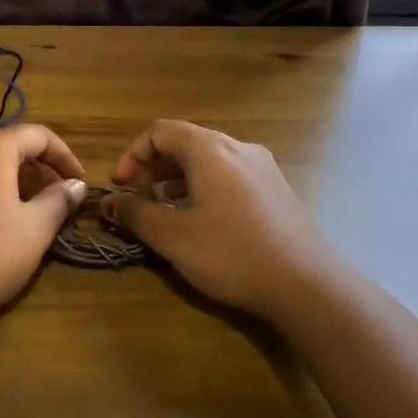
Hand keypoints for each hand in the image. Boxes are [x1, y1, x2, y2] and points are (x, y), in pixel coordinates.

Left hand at [0, 125, 88, 321]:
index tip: (77, 181)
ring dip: (4, 179)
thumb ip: (59, 199)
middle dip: (33, 167)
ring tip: (20, 210)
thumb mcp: (35, 229)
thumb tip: (76, 185)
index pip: (36, 134)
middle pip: (3, 145)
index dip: (63, 155)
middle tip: (52, 197)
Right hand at [102, 120, 342, 318]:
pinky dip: (204, 188)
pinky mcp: (276, 190)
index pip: (160, 132)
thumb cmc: (232, 254)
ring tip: (165, 213)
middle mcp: (238, 147)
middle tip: (138, 200)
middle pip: (185, 142)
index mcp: (210, 149)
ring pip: (208, 160)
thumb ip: (136, 214)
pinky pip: (230, 175)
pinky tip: (202, 222)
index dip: (132, 156)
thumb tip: (109, 202)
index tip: (120, 188)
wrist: (308, 285)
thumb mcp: (173, 237)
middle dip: (154, 168)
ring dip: (178, 180)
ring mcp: (262, 167)